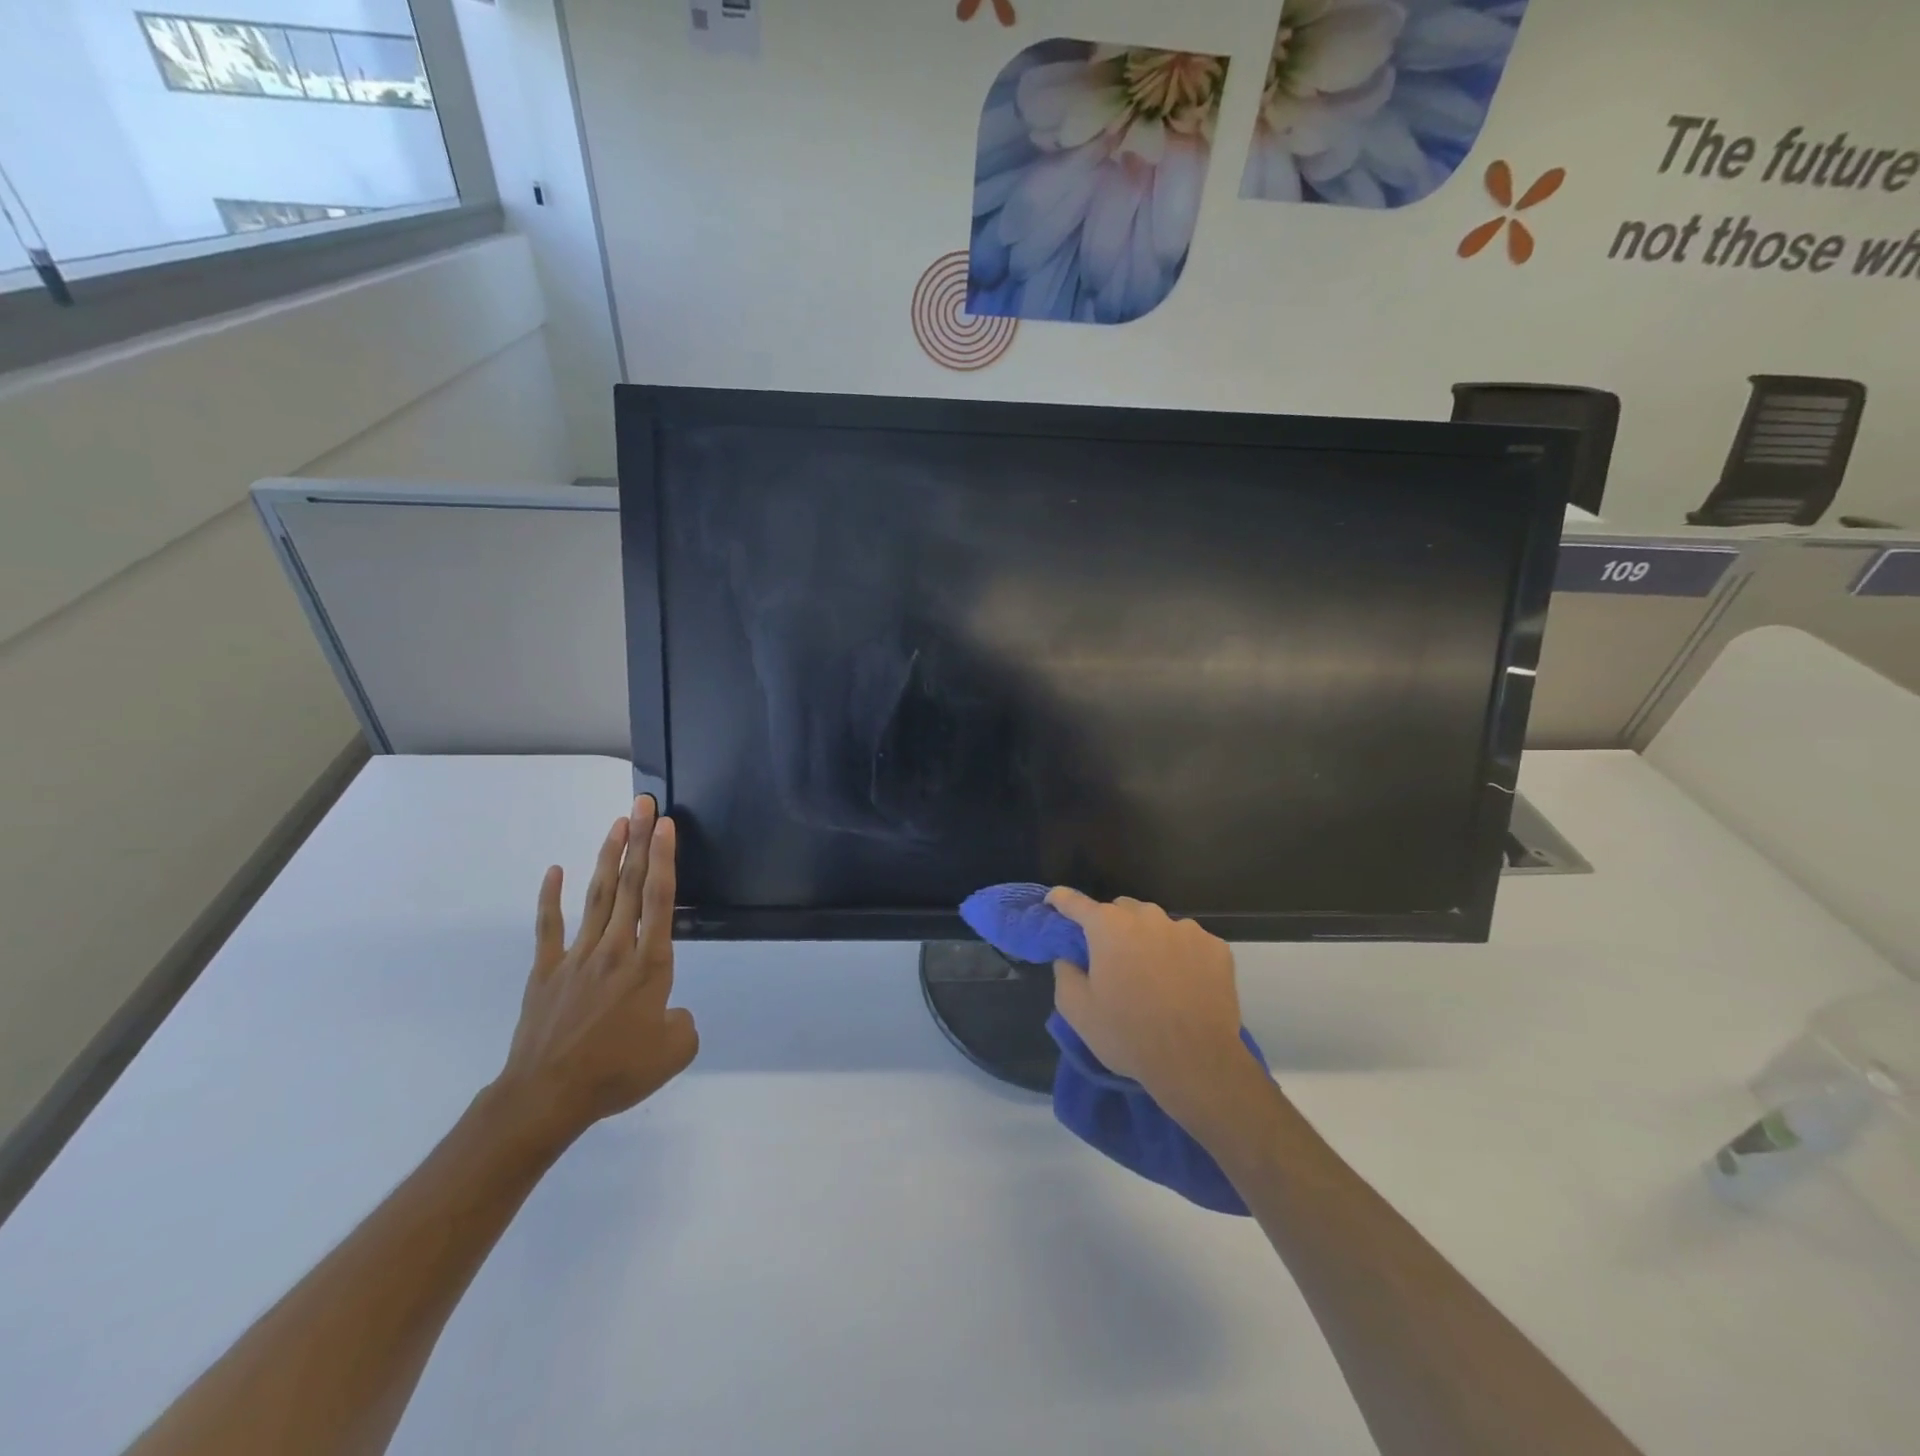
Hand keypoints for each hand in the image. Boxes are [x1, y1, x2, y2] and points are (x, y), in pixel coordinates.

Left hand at [492, 796, 697, 1143]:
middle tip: (643, 805)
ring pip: (597, 897)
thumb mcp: (674, 1051)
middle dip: (639, 841)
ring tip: (617, 824)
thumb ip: (683, 1022)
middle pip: (629, 885)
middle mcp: (615, 949)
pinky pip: (549, 928)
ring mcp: (577, 956)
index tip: (665, 826)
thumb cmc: (616, 1072)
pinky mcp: (546, 971)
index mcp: (649, 965)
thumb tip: (671, 1011)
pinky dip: (551, 898)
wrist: (547, 1096)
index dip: (664, 858)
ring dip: (608, 857)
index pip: (659, 899)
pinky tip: (555, 871)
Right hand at [1047, 889, 1255, 1126]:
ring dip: (1148, 941)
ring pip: (1158, 925)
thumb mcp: (1078, 1011)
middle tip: (1110, 959)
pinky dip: (1181, 955)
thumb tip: (1069, 958)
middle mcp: (1147, 917)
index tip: (1053, 901)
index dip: (1061, 900)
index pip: (1076, 903)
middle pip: (1121, 910)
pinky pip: (1189, 943)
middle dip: (1111, 927)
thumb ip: (1064, 973)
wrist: (1197, 1062)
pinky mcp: (1216, 948)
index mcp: (1108, 926)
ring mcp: (1186, 929)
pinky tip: (1182, 984)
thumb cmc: (1128, 1034)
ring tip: (1152, 976)